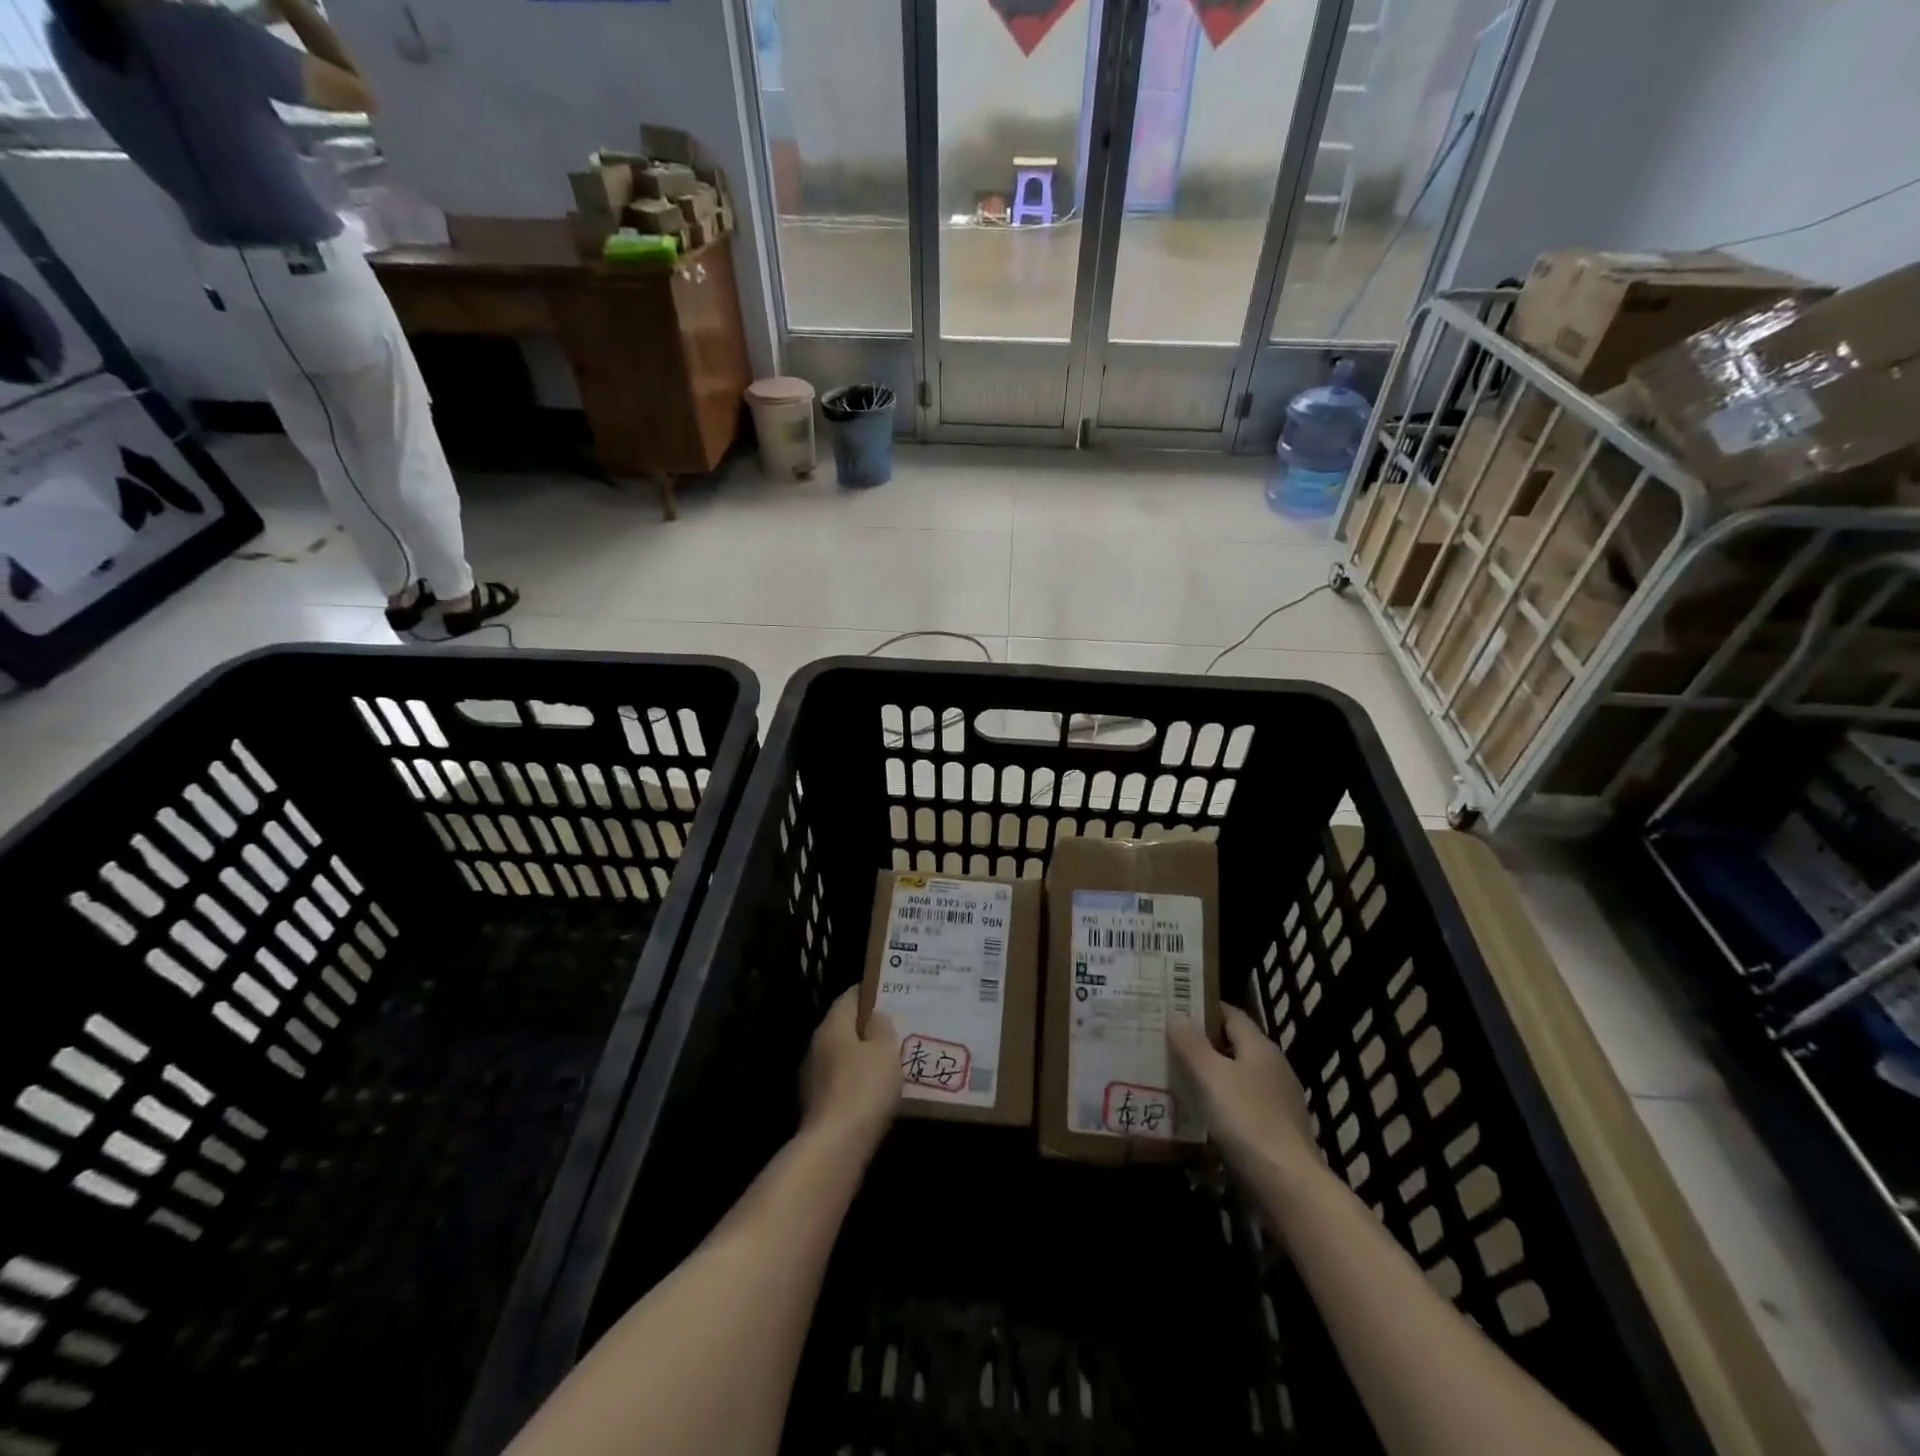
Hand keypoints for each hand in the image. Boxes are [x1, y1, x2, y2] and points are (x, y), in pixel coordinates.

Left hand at [800, 987, 902, 1148]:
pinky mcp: (818, 1106)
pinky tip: (879, 1092)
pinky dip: (859, 1082)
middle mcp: (817, 1047)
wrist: (835, 1147)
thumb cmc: (864, 1088)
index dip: (871, 993)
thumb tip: (876, 1017)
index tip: (893, 994)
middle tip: (898, 1028)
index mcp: (832, 1026)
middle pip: (845, 1027)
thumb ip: (882, 1027)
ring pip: (843, 1056)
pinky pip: (843, 1083)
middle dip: (869, 1027)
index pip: (850, 996)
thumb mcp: (885, 1050)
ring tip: (893, 1060)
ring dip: (864, 1057)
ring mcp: (813, 1078)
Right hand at [1169, 1005, 1319, 1180]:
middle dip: (1203, 1041)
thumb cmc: (1247, 1119)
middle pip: (1234, 1044)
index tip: (1174, 1006)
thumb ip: (1192, 1043)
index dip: (1204, 1007)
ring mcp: (1278, 1100)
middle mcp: (1273, 1067)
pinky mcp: (1276, 1129)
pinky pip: (1242, 1103)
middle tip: (1167, 1040)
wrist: (1288, 1184)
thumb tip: (1177, 1014)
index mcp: (1260, 1047)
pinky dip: (1221, 1100)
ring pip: (1237, 1075)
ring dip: (1211, 1073)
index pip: (1230, 1014)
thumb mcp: (1211, 1075)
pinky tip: (1200, 1111)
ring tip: (1176, 1073)